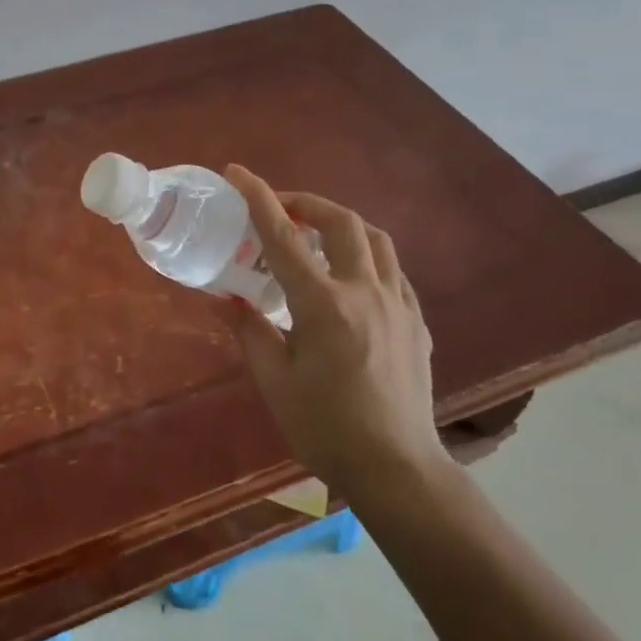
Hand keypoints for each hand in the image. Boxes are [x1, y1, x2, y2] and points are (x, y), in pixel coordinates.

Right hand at [222, 165, 445, 503]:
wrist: (397, 468)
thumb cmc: (326, 427)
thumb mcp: (275, 381)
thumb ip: (249, 330)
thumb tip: (223, 297)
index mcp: (324, 306)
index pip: (284, 238)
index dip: (259, 199)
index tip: (238, 173)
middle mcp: (366, 293)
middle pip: (342, 223)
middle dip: (307, 203)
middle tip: (280, 209)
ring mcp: (399, 305)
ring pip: (376, 240)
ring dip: (342, 224)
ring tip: (316, 234)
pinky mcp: (416, 322)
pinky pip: (392, 270)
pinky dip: (366, 256)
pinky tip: (349, 277)